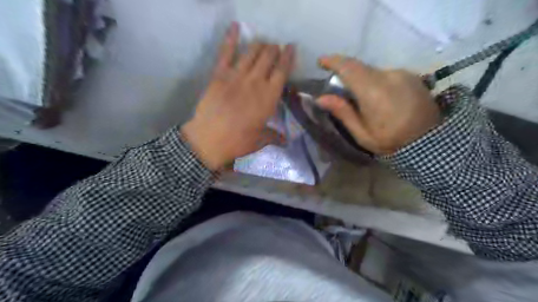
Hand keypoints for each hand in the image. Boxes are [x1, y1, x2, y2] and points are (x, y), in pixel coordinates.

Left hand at [183, 24, 295, 169]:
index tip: (291, 47)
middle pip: (268, 56)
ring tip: (262, 43)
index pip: (282, 71)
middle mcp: (256, 82)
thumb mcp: (260, 140)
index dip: (288, 56)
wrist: (209, 139)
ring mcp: (237, 75)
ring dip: (260, 44)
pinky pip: (226, 52)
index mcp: (269, 97)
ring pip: (252, 51)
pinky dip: (231, 38)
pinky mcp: (219, 74)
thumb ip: (274, 136)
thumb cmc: (238, 141)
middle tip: (275, 49)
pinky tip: (235, 26)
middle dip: (274, 49)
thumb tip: (286, 140)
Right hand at [316, 55, 438, 155]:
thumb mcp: (362, 134)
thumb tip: (321, 98)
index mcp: (373, 91)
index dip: (333, 61)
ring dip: (361, 78)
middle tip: (337, 85)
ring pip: (373, 70)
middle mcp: (388, 76)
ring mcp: (402, 74)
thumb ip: (342, 112)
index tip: (321, 61)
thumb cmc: (391, 141)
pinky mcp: (411, 76)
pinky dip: (375, 80)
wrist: (431, 141)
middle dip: (345, 72)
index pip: (349, 68)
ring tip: (360, 97)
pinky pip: (386, 73)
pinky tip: (378, 96)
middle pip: (360, 67)